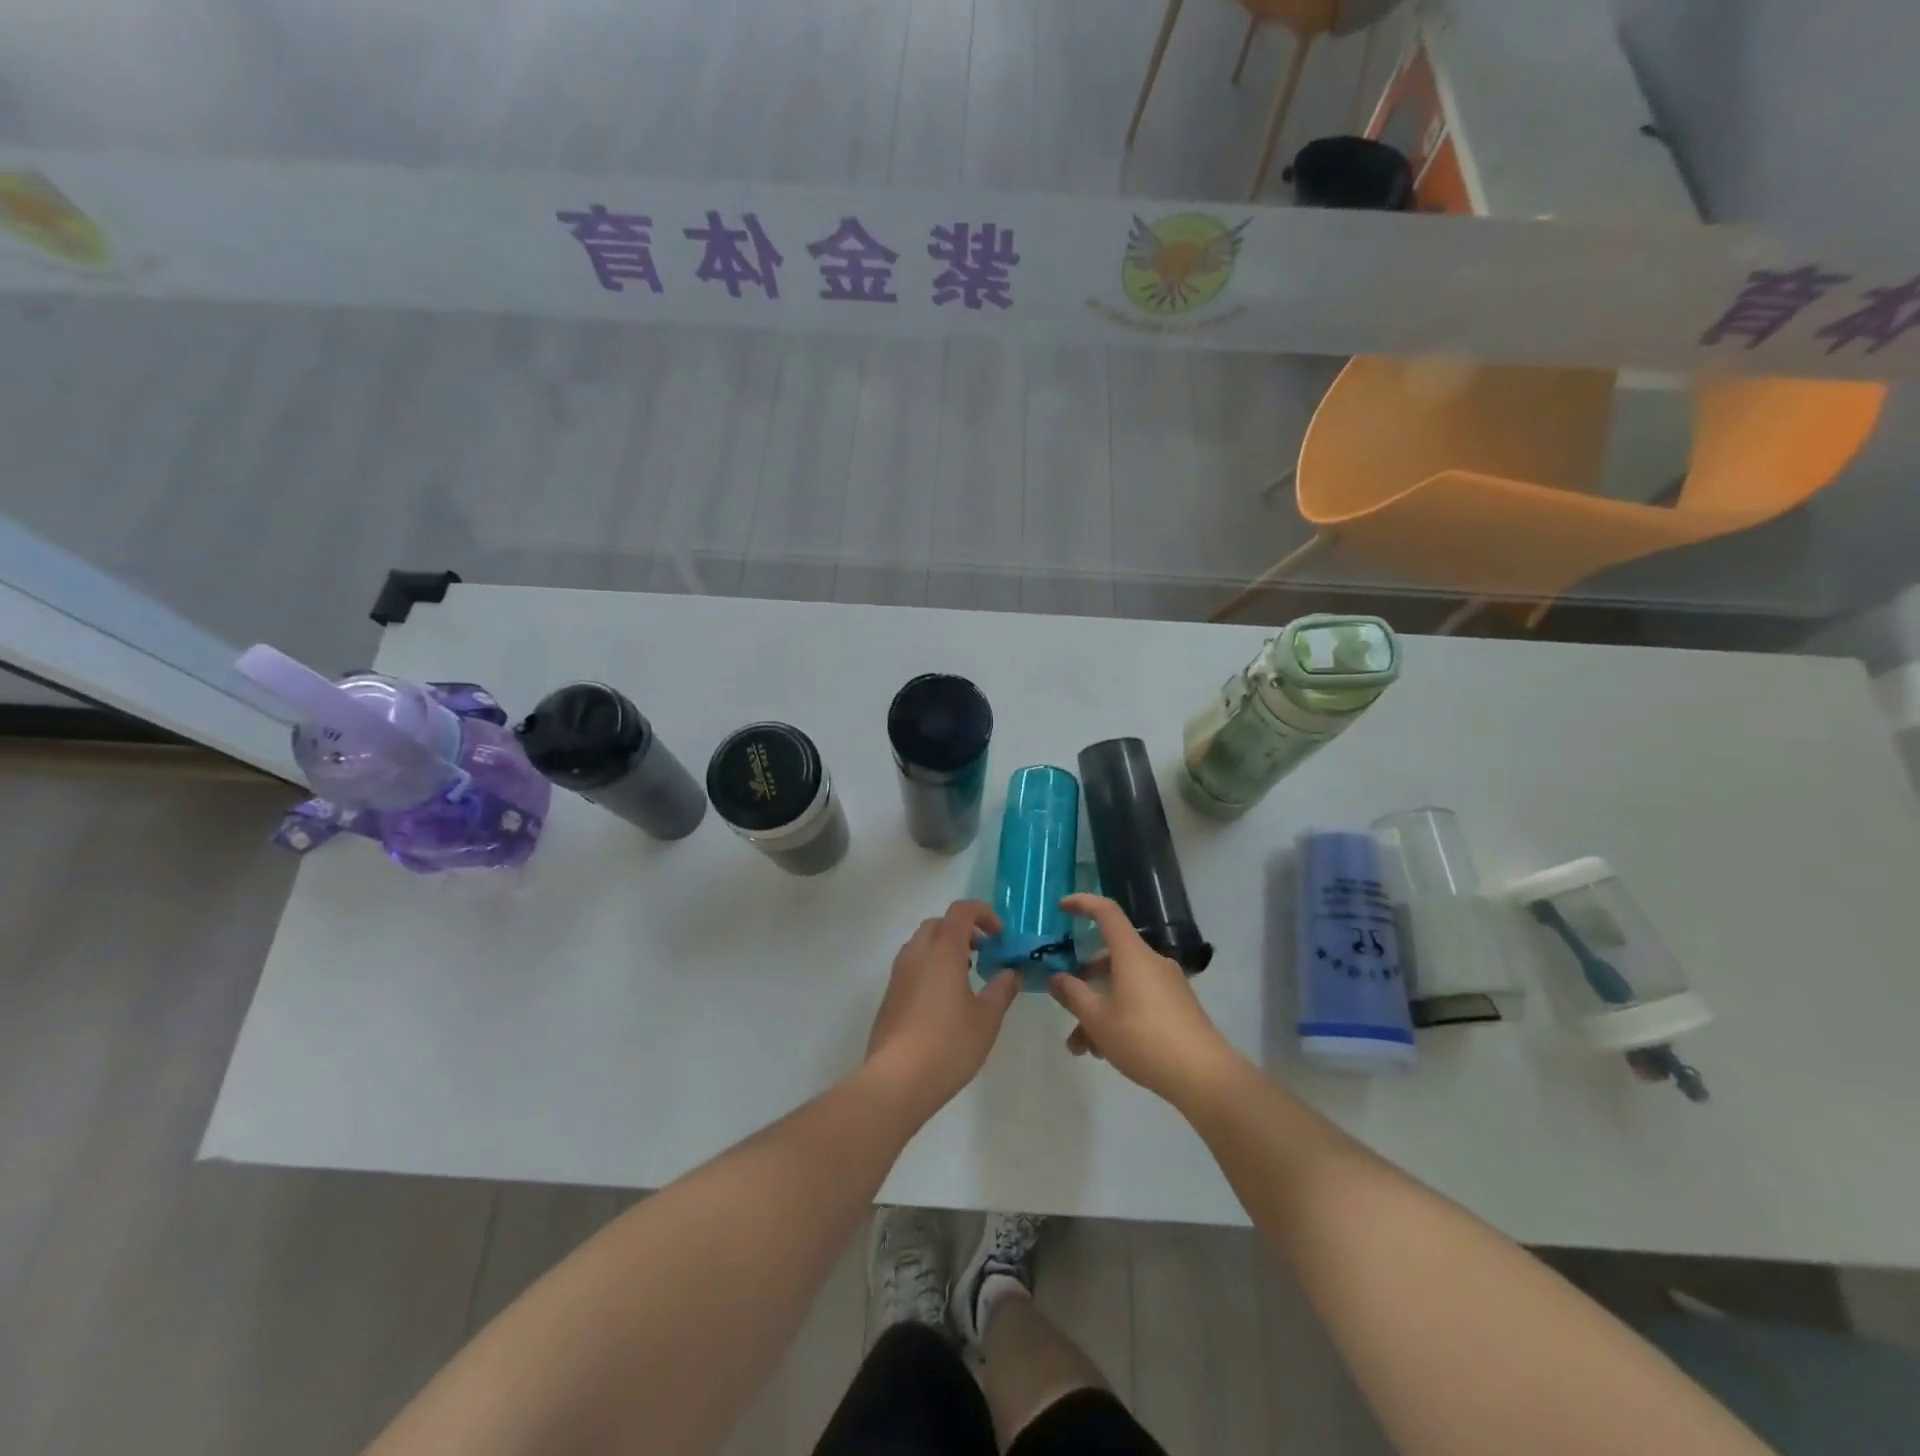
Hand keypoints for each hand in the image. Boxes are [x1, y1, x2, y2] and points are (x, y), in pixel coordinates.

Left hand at [866, 900, 1018, 1113]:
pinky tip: (944, 1001)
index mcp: (942, 950)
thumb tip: (1010, 973)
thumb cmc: (949, 1043)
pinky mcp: (889, 996)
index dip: (983, 914)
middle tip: (983, 953)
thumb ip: (1001, 989)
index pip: (961, 911)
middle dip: (963, 930)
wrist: (897, 1079)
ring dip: (945, 949)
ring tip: (965, 977)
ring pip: (922, 945)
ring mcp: (898, 974)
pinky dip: (930, 968)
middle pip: (938, 924)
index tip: (999, 936)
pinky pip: (912, 967)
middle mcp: (916, 954)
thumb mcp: (987, 1018)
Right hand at [1049, 894, 1239, 1108]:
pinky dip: (1119, 1016)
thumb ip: (1072, 994)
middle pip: (1110, 957)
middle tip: (1065, 1003)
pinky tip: (1108, 1051)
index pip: (1107, 912)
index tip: (1062, 908)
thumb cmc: (1144, 1038)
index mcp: (1132, 954)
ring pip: (1122, 985)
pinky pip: (1139, 1000)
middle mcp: (1151, 961)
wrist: (1204, 1076)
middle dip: (1083, 981)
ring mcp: (1168, 984)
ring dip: (1098, 1009)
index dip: (1083, 903)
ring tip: (1083, 1048)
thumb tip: (1056, 977)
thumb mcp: (1098, 1019)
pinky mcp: (1178, 1006)